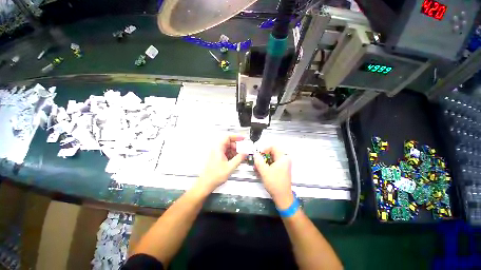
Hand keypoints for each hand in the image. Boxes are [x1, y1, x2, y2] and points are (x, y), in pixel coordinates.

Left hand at [197, 135, 245, 192]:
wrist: (206, 183)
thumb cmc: (215, 175)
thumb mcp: (230, 167)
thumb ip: (239, 158)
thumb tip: (245, 153)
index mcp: (218, 148)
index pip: (228, 137)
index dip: (236, 137)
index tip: (243, 139)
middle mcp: (217, 149)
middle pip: (229, 143)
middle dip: (237, 146)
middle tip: (243, 151)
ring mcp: (217, 153)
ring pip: (228, 148)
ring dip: (235, 151)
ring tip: (241, 157)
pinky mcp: (218, 157)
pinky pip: (227, 153)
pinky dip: (232, 155)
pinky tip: (236, 160)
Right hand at [254, 147, 293, 208]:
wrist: (282, 196)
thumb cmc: (275, 183)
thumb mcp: (264, 171)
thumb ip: (259, 161)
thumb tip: (255, 154)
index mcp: (283, 158)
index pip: (273, 147)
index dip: (264, 149)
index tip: (259, 155)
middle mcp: (284, 160)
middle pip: (271, 153)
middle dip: (263, 157)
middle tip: (256, 162)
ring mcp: (283, 165)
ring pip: (271, 159)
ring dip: (263, 162)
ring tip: (257, 167)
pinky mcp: (281, 169)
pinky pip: (272, 164)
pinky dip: (266, 166)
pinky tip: (260, 171)